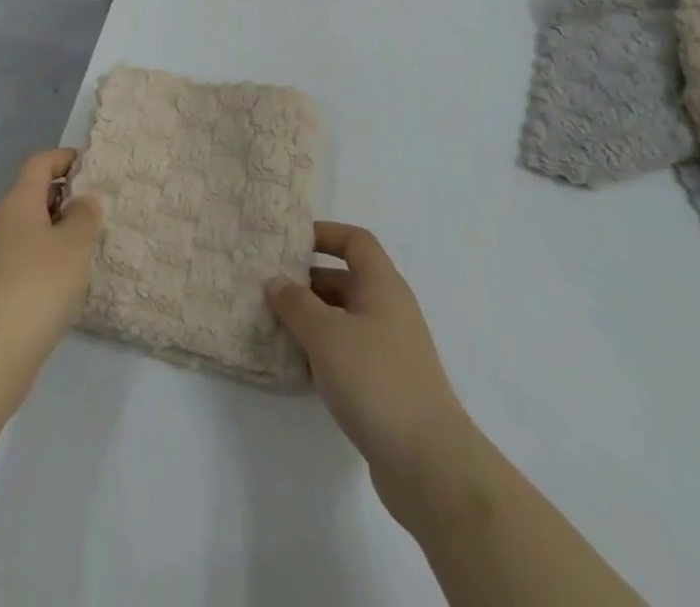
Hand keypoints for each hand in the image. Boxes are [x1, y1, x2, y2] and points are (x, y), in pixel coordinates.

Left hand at [0, 149, 101, 389]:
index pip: (39, 163)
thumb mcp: (75, 244)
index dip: (64, 158)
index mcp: (17, 202)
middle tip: (95, 213)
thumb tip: (82, 201)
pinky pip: (20, 258)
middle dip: (63, 198)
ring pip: (26, 229)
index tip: (90, 166)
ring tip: (84, 250)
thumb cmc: (40, 285)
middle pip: (32, 195)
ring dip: (54, 232)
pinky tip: (62, 284)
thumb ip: (84, 215)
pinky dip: (42, 260)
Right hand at [266, 222, 473, 527]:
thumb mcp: (326, 335)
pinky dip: (324, 352)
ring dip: (313, 319)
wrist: (429, 464)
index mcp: (383, 286)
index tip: (290, 243)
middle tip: (270, 288)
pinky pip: (349, 353)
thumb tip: (275, 280)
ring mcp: (391, 350)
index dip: (325, 234)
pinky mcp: (387, 386)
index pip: (355, 241)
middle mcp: (390, 310)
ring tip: (273, 325)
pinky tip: (297, 367)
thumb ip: (296, 304)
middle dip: (308, 281)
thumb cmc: (376, 381)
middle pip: (347, 280)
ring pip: (345, 319)